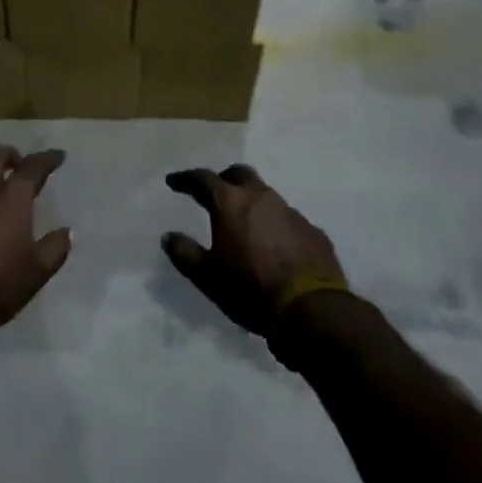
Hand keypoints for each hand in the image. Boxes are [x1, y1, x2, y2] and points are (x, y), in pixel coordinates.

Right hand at [163, 164, 345, 338]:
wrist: (309, 309)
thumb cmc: (250, 288)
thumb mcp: (207, 276)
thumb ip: (185, 253)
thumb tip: (169, 236)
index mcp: (232, 203)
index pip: (203, 179)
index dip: (186, 179)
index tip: (174, 182)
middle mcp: (262, 197)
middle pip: (240, 174)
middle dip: (224, 179)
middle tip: (214, 193)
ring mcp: (291, 212)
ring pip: (267, 195)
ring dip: (252, 202)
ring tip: (244, 222)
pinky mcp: (313, 230)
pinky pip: (288, 219)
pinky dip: (274, 224)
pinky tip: (273, 245)